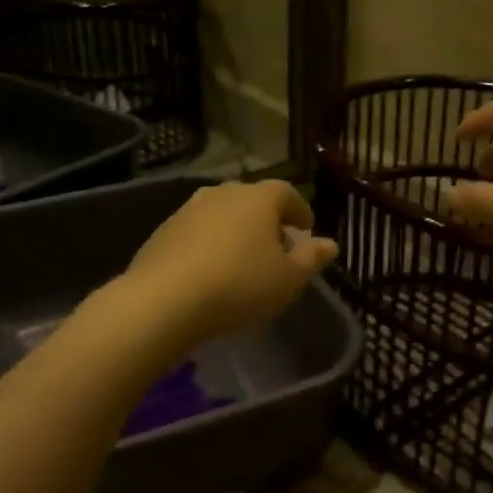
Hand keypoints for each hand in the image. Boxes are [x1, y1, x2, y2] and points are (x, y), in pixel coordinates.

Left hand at [121, 181, 337, 346]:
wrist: (165, 299)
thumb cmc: (240, 284)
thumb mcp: (288, 279)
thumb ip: (311, 259)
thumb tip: (329, 244)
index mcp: (258, 198)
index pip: (286, 193)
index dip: (299, 210)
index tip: (306, 229)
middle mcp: (223, 194)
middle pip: (252, 200)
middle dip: (267, 220)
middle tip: (276, 245)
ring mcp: (188, 210)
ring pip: (222, 214)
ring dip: (236, 230)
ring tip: (243, 259)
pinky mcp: (163, 231)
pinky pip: (197, 232)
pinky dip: (210, 244)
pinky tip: (211, 270)